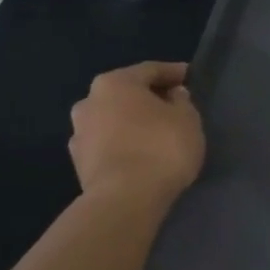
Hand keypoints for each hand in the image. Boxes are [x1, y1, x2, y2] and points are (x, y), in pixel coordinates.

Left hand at [68, 62, 205, 201]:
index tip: (190, 77)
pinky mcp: (79, 163)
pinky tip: (141, 153)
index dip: (173, 72)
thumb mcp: (187, 118)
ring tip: (157, 132)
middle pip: (126, 93)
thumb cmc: (161, 148)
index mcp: (114, 83)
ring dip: (133, 121)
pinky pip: (108, 143)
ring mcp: (79, 134)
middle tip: (174, 105)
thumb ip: (181, 100)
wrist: (125, 200)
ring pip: (113, 119)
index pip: (150, 70)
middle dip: (149, 97)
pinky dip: (124, 143)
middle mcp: (89, 102)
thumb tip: (172, 95)